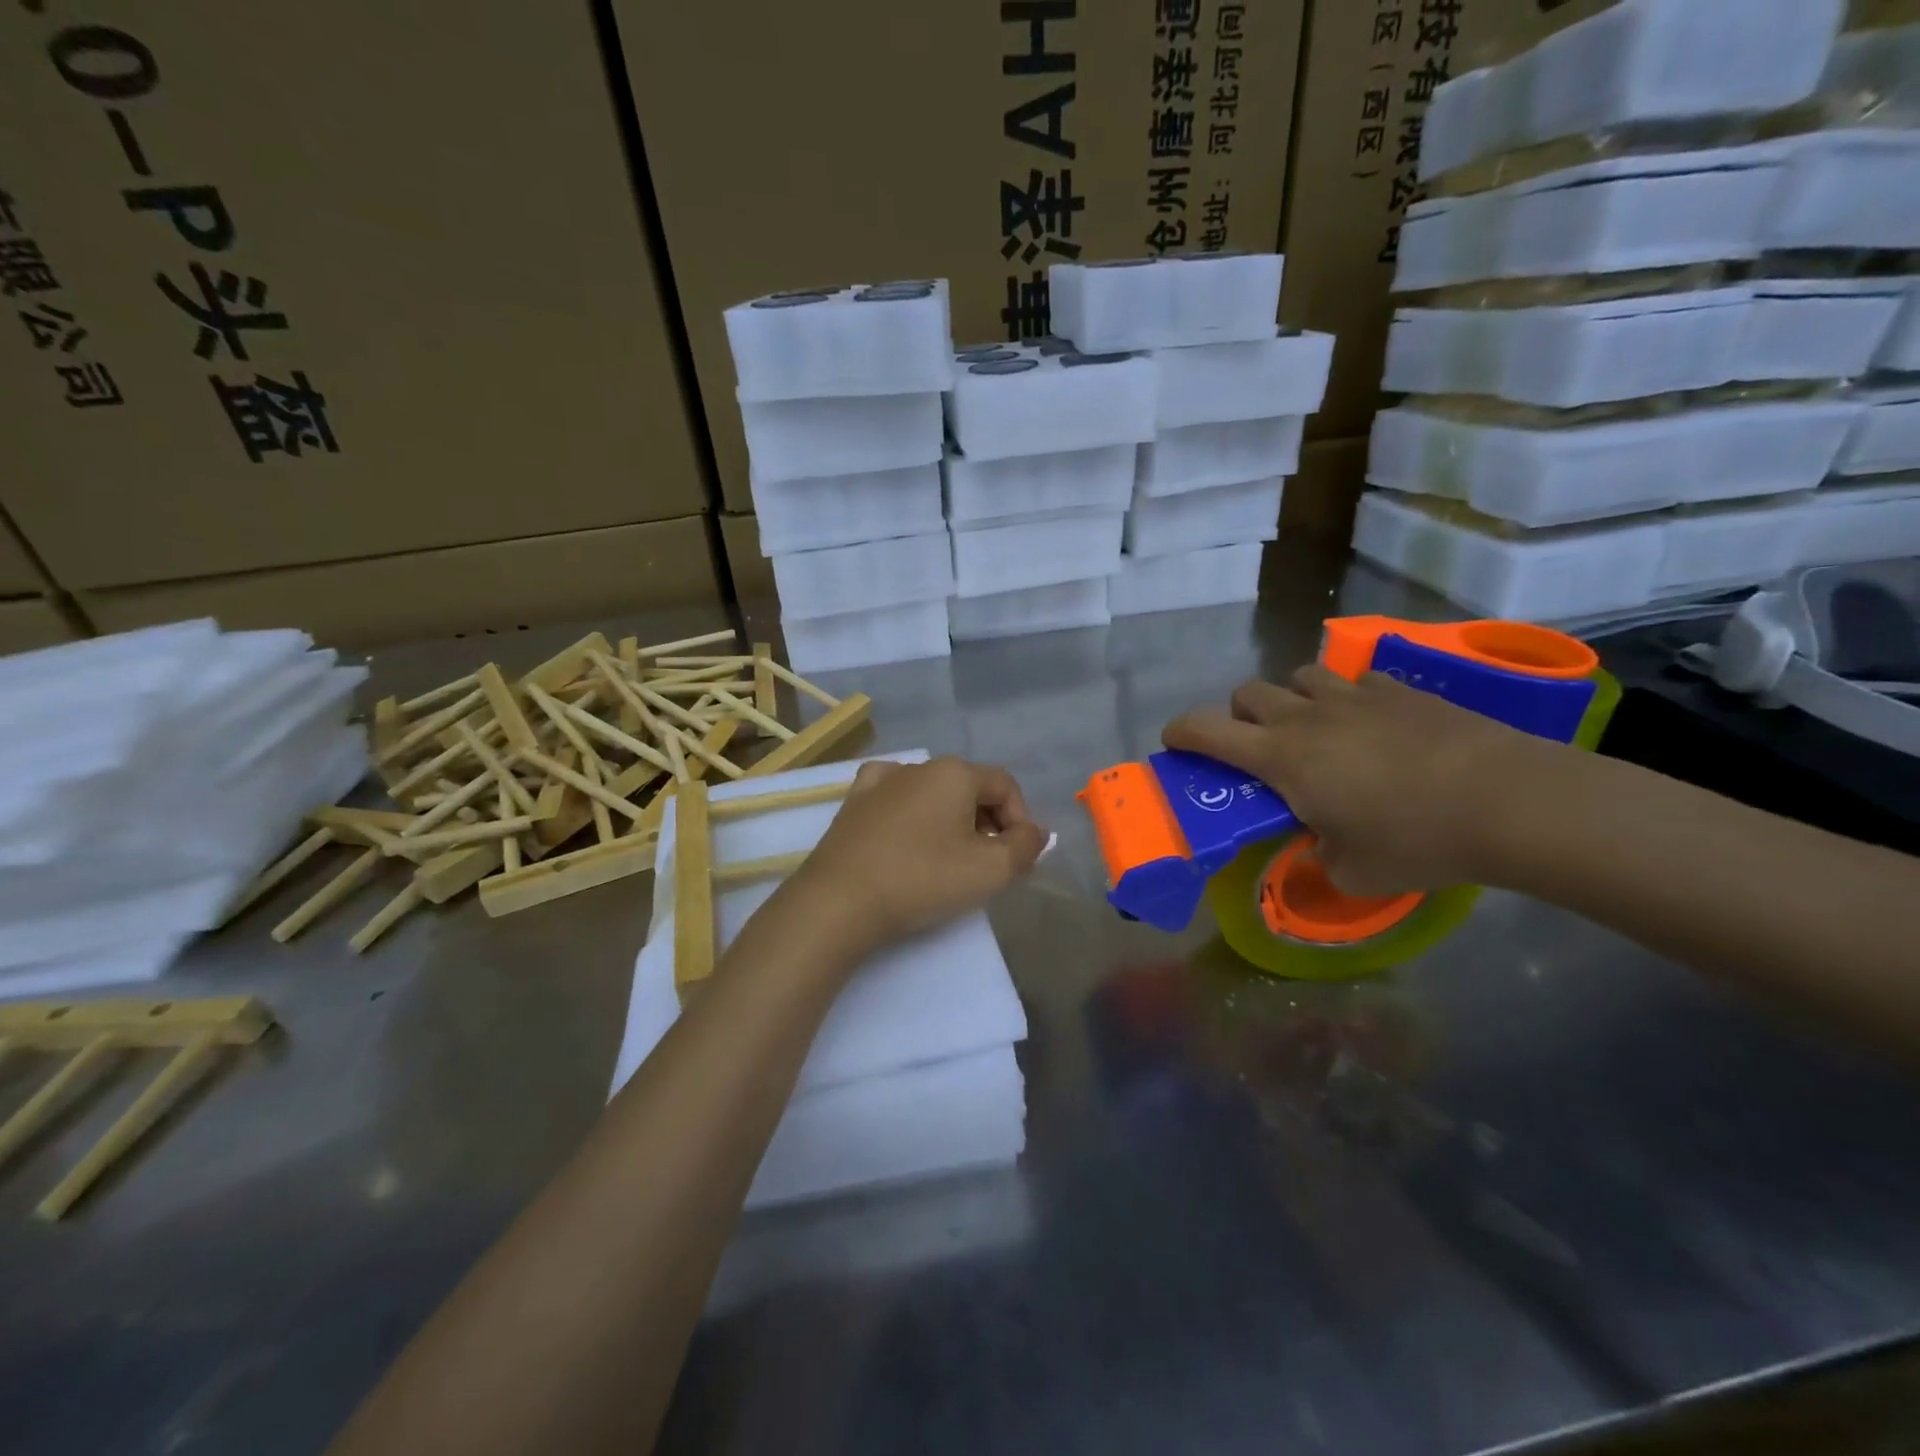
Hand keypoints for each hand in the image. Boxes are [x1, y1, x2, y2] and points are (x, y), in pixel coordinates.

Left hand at [779, 757, 1047, 955]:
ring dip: (950, 820)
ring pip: (932, 793)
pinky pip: (895, 798)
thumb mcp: (991, 870)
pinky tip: (907, 834)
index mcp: (955, 773)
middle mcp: (919, 766)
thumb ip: (1026, 846)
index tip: (1016, 858)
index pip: (1005, 785)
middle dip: (987, 822)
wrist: (840, 901)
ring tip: (947, 858)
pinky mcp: (853, 803)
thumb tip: (1035, 831)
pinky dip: (910, 814)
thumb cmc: (923, 879)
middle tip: (986, 863)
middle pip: (969, 788)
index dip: (1020, 819)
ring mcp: (881, 781)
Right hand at [1163, 665, 1569, 896]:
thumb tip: (1320, 848)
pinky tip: (1373, 725)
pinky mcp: (1402, 691)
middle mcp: (1307, 718)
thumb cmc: (1416, 841)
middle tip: (1258, 749)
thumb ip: (1319, 859)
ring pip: (1301, 676)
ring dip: (1293, 700)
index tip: (1174, 743)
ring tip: (1315, 731)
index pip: (1207, 731)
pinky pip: (1357, 681)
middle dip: (1239, 716)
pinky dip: (1350, 699)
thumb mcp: (1352, 872)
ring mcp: (1355, 697)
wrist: (1510, 802)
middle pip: (1248, 693)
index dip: (1181, 732)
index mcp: (1282, 758)